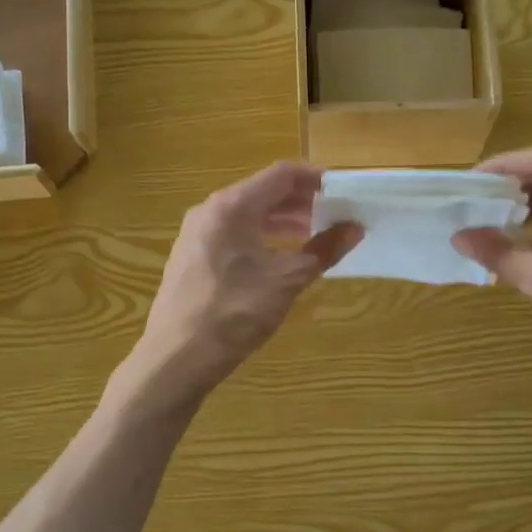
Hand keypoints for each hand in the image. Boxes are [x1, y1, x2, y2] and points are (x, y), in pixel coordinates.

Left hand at [131, 162, 361, 401]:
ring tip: (312, 238)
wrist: (176, 357)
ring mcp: (196, 234)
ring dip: (282, 222)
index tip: (344, 193)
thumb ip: (323, 250)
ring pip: (247, 215)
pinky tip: (278, 260)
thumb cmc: (235, 313)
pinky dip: (260, 238)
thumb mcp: (287, 281)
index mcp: (232, 206)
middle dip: (302, 202)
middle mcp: (210, 211)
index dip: (317, 179)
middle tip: (334, 217)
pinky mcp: (191, 257)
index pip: (282, 174)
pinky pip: (232, 234)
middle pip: (263, 192)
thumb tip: (354, 228)